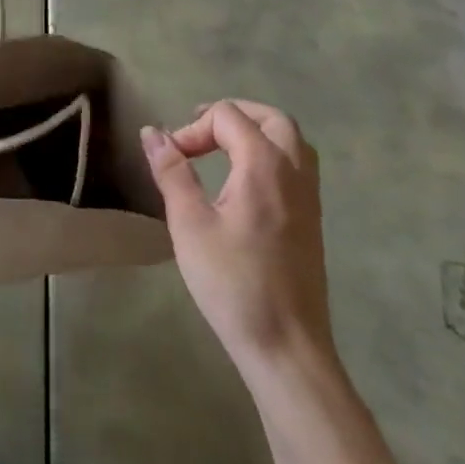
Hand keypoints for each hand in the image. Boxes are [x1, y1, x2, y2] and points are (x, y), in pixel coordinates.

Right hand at [141, 100, 331, 375]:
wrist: (287, 347)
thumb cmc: (233, 283)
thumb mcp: (189, 224)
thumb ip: (172, 172)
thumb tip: (152, 132)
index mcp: (264, 166)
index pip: (228, 117)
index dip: (194, 128)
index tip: (172, 159)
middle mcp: (294, 172)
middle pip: (271, 118)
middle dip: (232, 115)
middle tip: (200, 132)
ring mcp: (309, 198)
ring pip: (291, 141)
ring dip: (256, 132)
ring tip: (221, 149)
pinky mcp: (312, 221)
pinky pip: (297, 166)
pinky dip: (270, 155)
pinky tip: (244, 183)